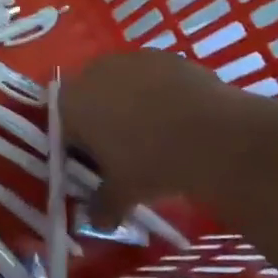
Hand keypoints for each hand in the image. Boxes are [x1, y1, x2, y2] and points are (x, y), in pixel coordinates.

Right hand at [64, 52, 250, 222]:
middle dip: (102, 122)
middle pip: (90, 99)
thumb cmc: (152, 163)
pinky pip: (153, 77)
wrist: (215, 135)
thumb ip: (102, 206)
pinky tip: (181, 119)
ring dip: (130, 105)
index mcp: (71, 103)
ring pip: (121, 85)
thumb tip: (97, 222)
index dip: (78, 147)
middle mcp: (93, 72)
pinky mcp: (165, 55)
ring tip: (157, 135)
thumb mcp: (123, 193)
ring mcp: (130, 59)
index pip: (63, 125)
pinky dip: (160, 94)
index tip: (97, 167)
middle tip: (125, 152)